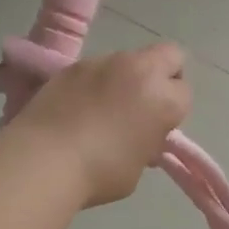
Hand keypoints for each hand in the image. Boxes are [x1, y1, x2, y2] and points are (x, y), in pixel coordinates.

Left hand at [9, 43, 191, 206]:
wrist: (43, 159)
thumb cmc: (100, 173)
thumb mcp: (138, 164)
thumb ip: (147, 141)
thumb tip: (140, 134)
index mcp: (164, 99)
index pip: (184, 94)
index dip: (173, 111)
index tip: (158, 127)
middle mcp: (140, 71)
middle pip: (170, 55)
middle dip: (165, 74)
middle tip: (146, 102)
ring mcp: (105, 62)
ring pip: (130, 59)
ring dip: (127, 77)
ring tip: (104, 107)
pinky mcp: (74, 64)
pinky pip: (97, 68)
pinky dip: (96, 82)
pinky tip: (78, 106)